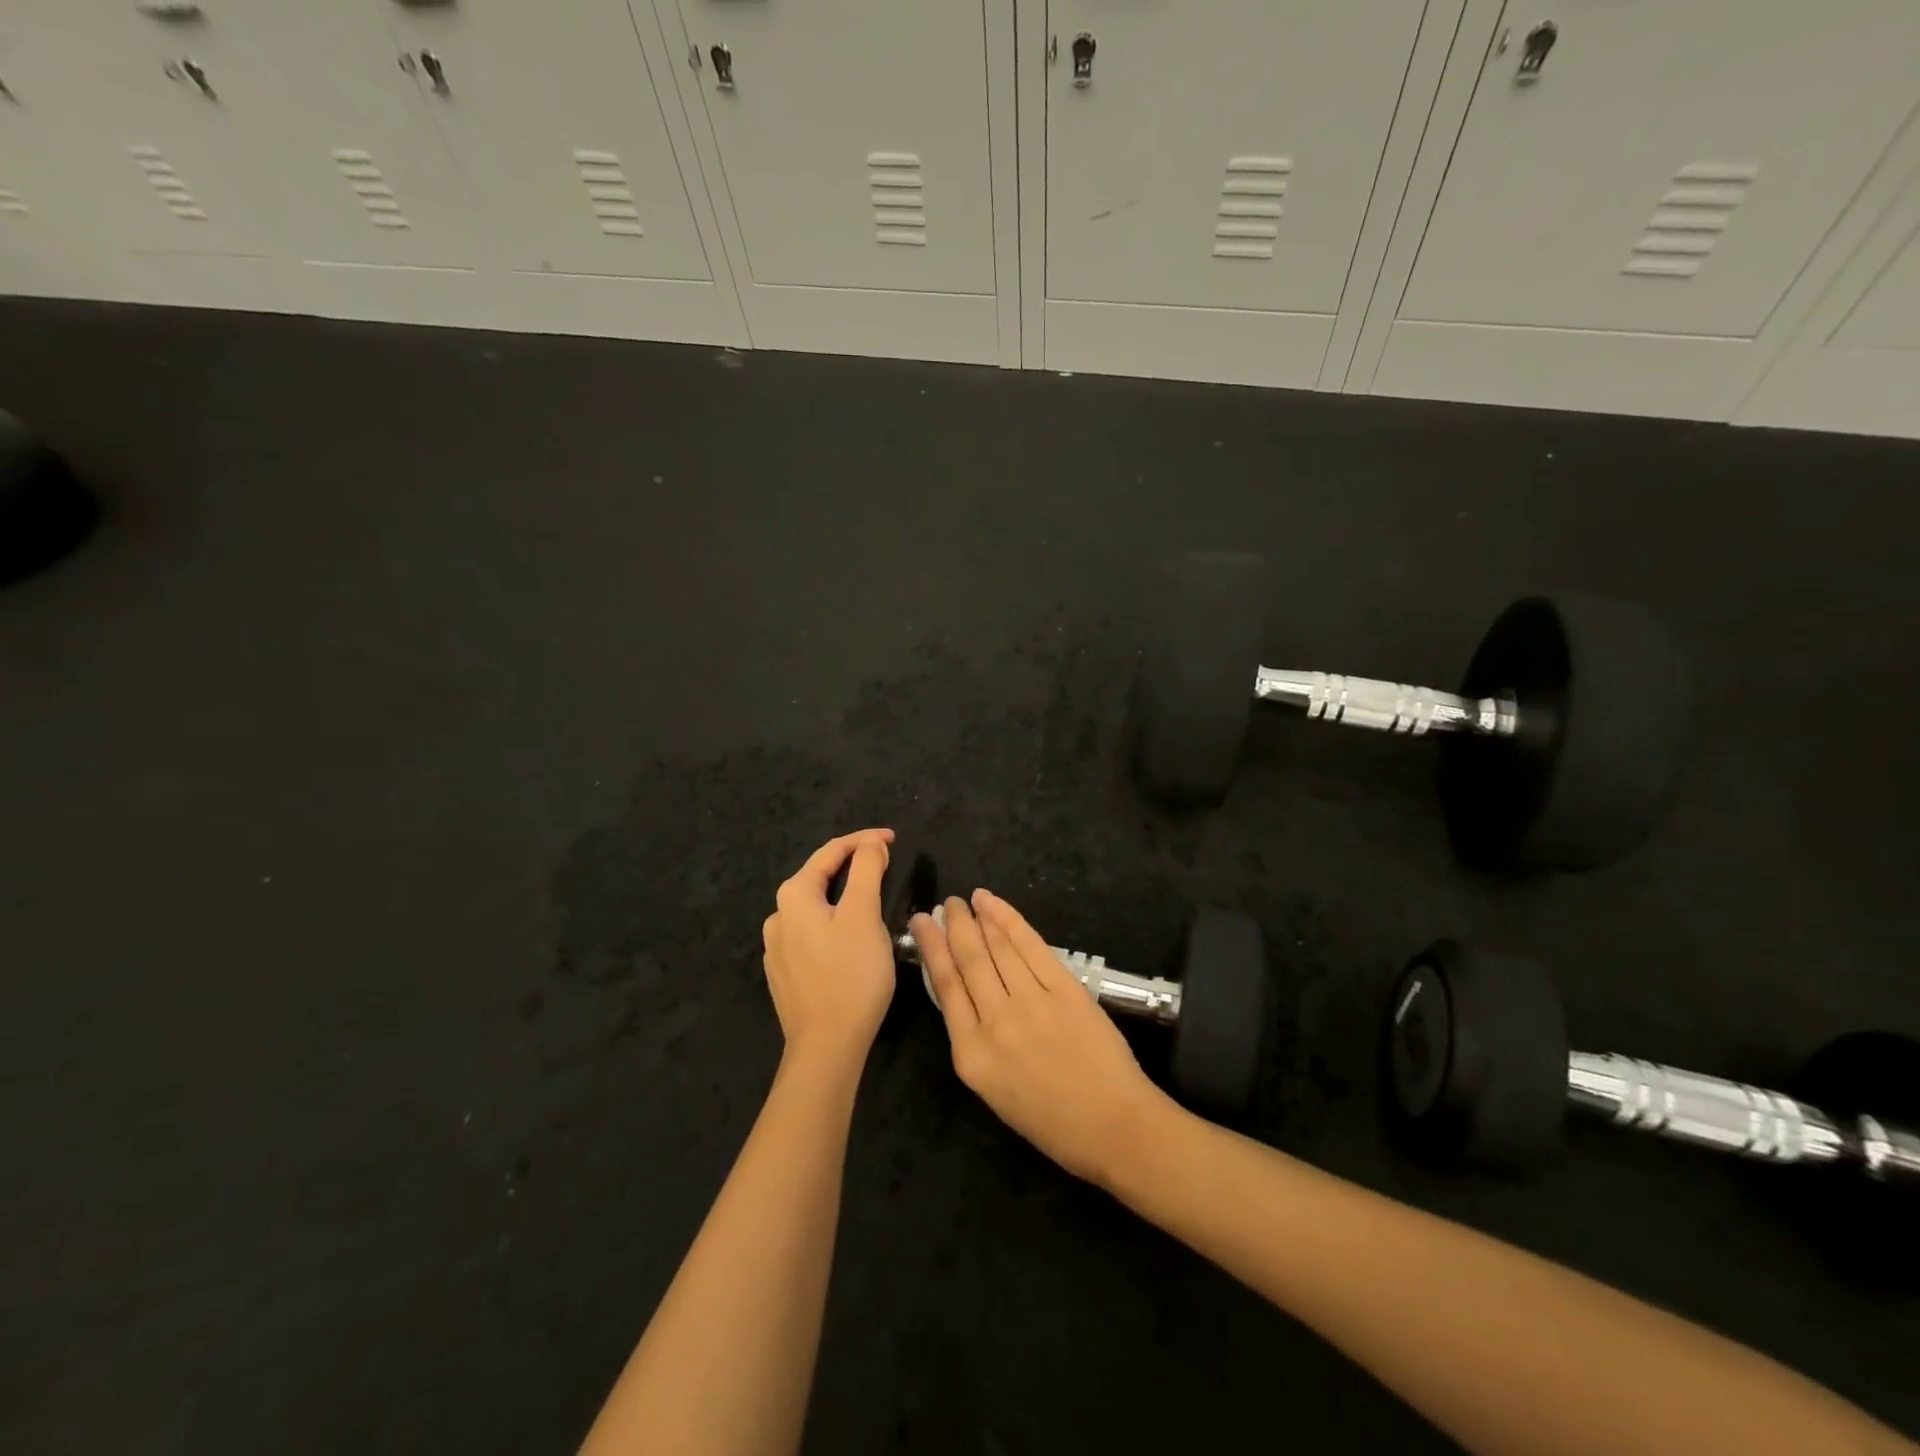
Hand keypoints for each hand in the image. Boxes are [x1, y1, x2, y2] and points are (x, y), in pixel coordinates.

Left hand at [761, 829, 896, 1072]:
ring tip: (872, 898)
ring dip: (843, 896)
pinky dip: (834, 923)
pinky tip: (851, 937)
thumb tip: (870, 845)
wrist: (826, 1047)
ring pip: (815, 908)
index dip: (863, 840)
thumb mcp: (864, 915)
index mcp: (794, 896)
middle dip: (852, 866)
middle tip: (885, 864)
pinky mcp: (785, 974)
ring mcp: (777, 948)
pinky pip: (812, 934)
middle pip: (819, 878)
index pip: (830, 852)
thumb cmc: (850, 975)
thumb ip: (867, 871)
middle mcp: (777, 917)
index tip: (893, 839)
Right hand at [911, 889, 1171, 1184]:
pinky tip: (996, 906)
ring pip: (997, 949)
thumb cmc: (1052, 1122)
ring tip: (969, 900)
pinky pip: (1031, 946)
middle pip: (969, 960)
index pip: (945, 987)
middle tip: (947, 903)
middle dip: (955, 925)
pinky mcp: (1064, 988)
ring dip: (980, 919)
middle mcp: (995, 1021)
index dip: (932, 947)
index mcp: (972, 1054)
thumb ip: (975, 1040)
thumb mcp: (994, 1089)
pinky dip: (1010, 921)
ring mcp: (1031, 1001)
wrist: (1114, 1126)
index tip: (922, 923)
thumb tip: (965, 994)